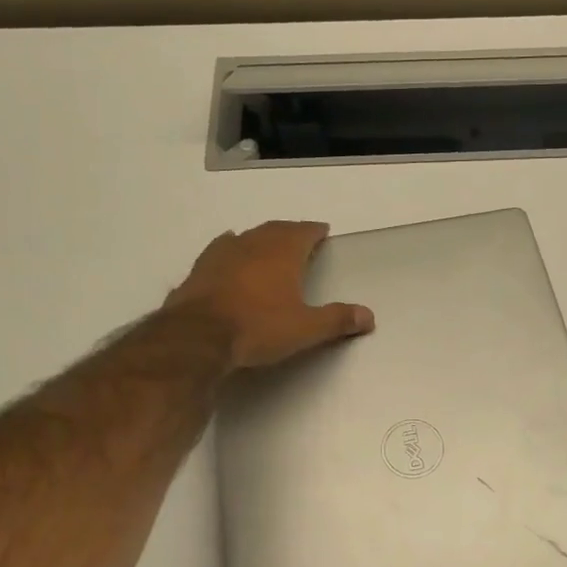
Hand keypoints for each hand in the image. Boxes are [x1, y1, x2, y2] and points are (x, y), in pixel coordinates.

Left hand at [164, 221, 373, 369]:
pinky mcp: (199, 270)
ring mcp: (222, 255)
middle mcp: (252, 245)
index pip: (303, 232)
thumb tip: (369, 316)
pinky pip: (220, 251)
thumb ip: (337, 320)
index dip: (314, 231)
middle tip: (299, 237)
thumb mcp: (305, 329)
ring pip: (246, 237)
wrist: (197, 337)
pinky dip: (231, 250)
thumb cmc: (258, 327)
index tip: (322, 230)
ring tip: (267, 244)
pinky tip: (229, 254)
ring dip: (260, 239)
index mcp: (282, 253)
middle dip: (289, 232)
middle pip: (275, 230)